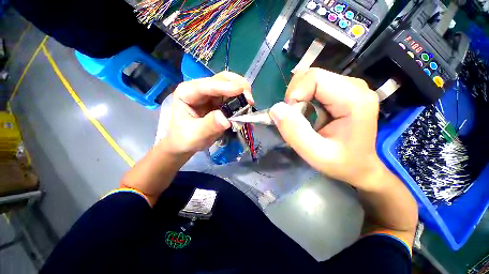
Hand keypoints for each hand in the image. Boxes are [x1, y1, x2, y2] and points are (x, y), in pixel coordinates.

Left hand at [160, 71, 252, 154]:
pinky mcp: (219, 103)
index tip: (241, 91)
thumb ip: (209, 126)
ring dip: (242, 93)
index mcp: (187, 93)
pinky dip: (241, 101)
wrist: (185, 144)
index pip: (207, 86)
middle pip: (221, 80)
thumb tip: (227, 119)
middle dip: (237, 86)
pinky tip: (246, 109)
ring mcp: (211, 95)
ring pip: (230, 86)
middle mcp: (200, 90)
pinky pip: (233, 98)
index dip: (224, 87)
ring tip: (249, 105)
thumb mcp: (195, 135)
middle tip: (249, 99)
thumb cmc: (185, 138)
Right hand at [269, 68, 382, 189]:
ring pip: (310, 80)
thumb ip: (295, 132)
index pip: (313, 77)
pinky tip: (309, 114)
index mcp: (354, 99)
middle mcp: (354, 86)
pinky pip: (314, 86)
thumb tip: (276, 108)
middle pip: (311, 76)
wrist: (359, 166)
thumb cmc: (341, 163)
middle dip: (295, 96)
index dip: (295, 94)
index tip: (291, 116)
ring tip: (303, 118)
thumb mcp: (315, 154)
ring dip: (298, 98)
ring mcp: (349, 86)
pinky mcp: (342, 90)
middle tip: (296, 118)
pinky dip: (304, 99)